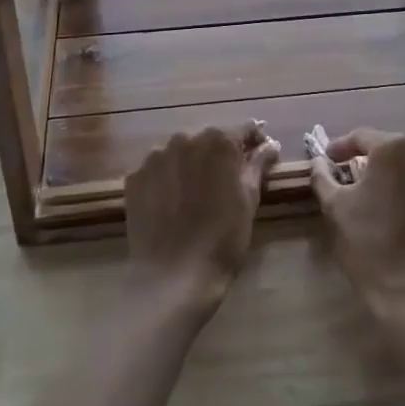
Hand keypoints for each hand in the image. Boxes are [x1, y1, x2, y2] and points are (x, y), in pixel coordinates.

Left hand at [125, 124, 278, 312]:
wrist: (172, 276)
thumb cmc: (223, 239)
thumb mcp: (249, 200)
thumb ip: (258, 164)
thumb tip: (269, 144)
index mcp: (218, 141)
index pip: (243, 129)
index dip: (254, 141)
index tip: (261, 155)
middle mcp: (185, 138)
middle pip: (208, 138)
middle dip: (220, 153)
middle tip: (228, 180)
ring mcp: (155, 156)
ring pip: (180, 151)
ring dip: (191, 164)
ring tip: (197, 193)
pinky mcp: (135, 176)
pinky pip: (158, 169)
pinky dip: (167, 179)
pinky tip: (172, 203)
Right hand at [311, 130, 404, 323]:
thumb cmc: (371, 245)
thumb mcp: (336, 208)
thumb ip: (324, 177)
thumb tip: (319, 162)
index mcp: (394, 149)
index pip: (361, 137)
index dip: (339, 147)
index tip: (326, 160)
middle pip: (388, 151)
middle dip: (366, 162)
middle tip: (345, 178)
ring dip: (388, 179)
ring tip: (369, 199)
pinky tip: (393, 216)